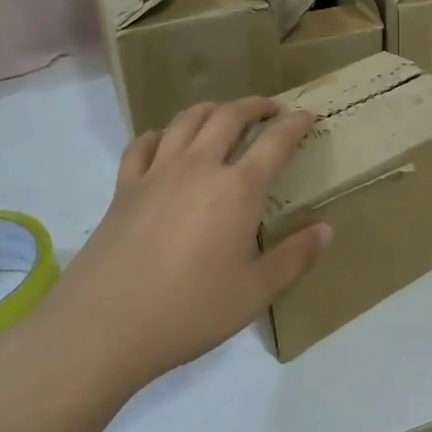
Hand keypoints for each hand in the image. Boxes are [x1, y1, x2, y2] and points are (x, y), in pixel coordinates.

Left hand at [5, 98, 330, 395]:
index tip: (308, 115)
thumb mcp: (255, 292)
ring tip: (224, 114)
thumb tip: (326, 229)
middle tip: (270, 109)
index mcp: (237, 189)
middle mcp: (198, 167)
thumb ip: (295, 257)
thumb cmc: (190, 310)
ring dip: (211, 109)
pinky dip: (161, 134)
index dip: (296, 124)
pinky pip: (143, 144)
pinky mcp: (124, 188)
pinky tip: (166, 142)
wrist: (105, 325)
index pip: (275, 142)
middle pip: (229, 116)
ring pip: (186, 120)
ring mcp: (156, 173)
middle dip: (254, 106)